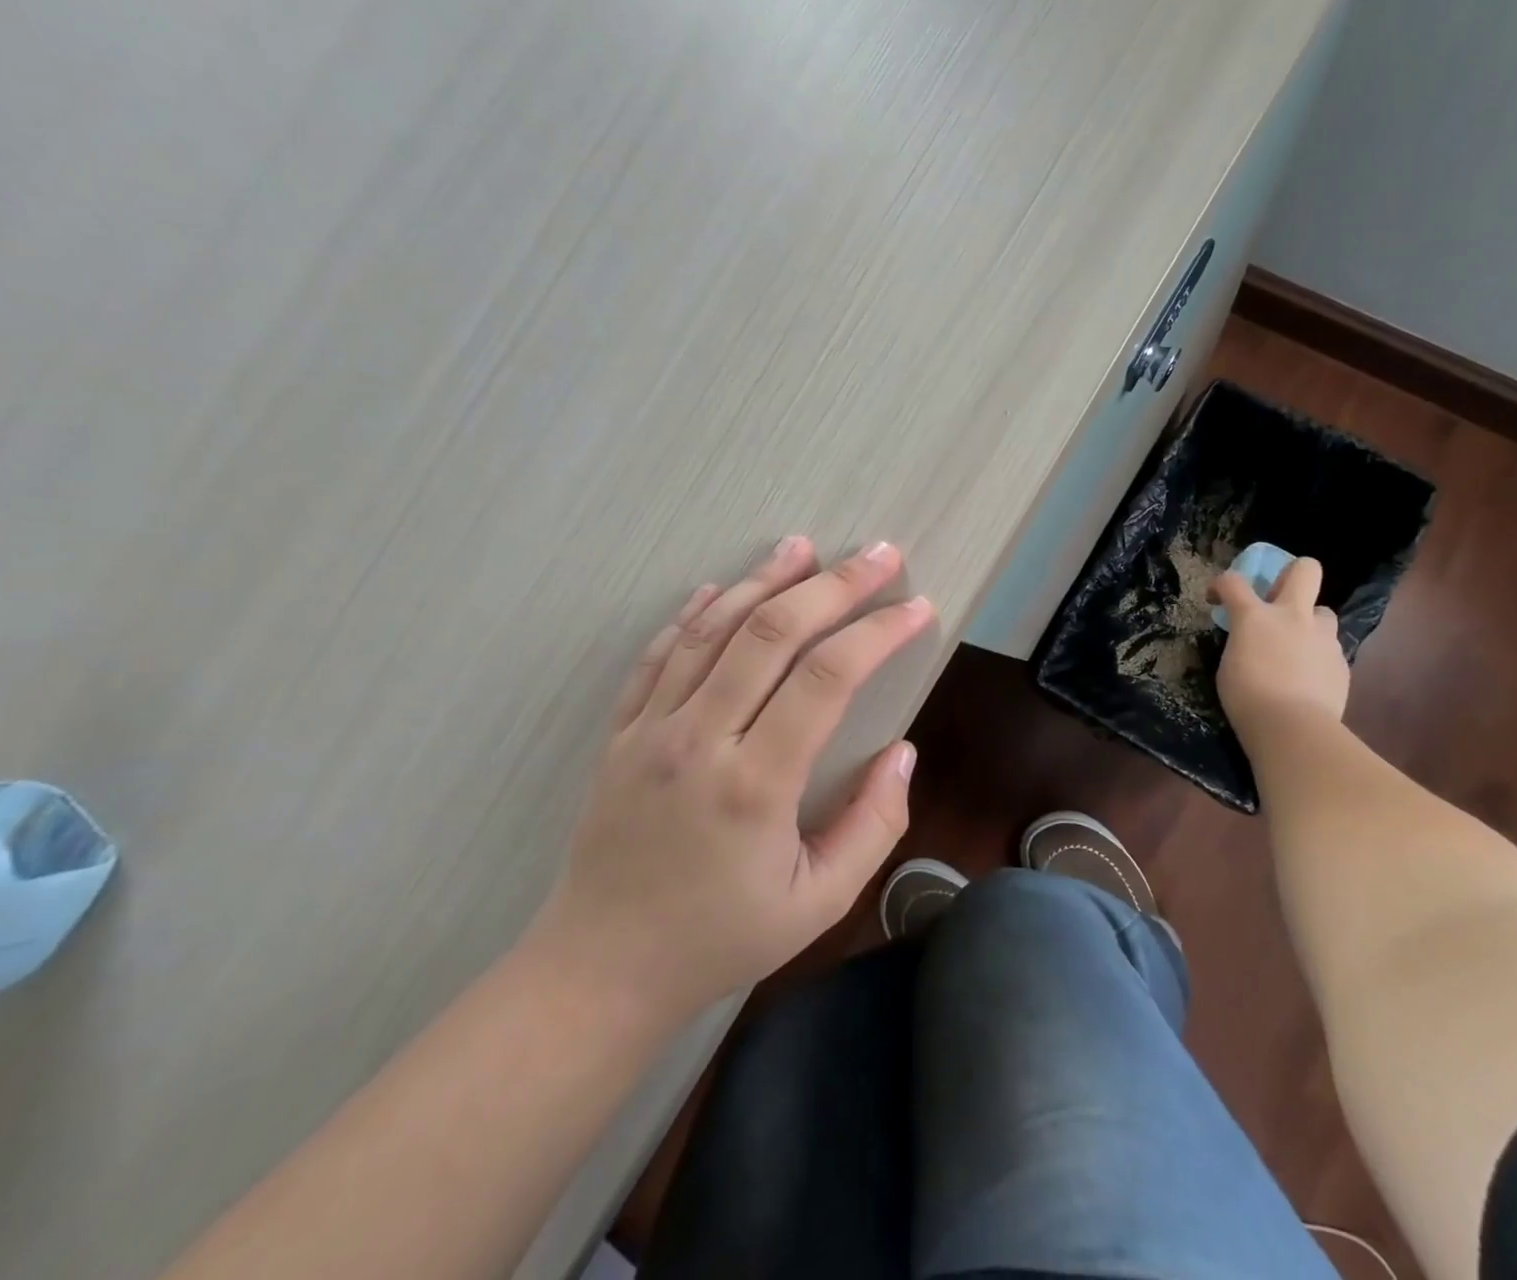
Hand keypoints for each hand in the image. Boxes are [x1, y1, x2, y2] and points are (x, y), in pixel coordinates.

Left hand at [530, 536, 934, 1020]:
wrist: (600, 969)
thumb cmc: (720, 939)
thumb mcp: (818, 902)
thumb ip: (873, 825)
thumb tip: (903, 751)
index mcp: (756, 785)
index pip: (828, 678)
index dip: (878, 632)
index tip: (916, 607)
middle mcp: (700, 740)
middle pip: (772, 634)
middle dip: (833, 585)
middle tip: (878, 554)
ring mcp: (652, 730)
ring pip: (713, 630)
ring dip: (763, 581)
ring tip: (803, 546)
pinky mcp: (621, 733)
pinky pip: (659, 655)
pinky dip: (694, 615)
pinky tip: (719, 587)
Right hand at [1211, 556, 1349, 737]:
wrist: (1293, 728)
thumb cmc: (1246, 697)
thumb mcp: (1229, 665)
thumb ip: (1242, 642)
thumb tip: (1252, 641)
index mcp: (1256, 616)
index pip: (1233, 581)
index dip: (1221, 585)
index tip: (1217, 598)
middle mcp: (1293, 616)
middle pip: (1305, 569)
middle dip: (1291, 575)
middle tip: (1278, 600)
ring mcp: (1322, 637)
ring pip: (1323, 612)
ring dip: (1309, 624)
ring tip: (1297, 648)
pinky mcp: (1341, 662)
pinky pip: (1329, 649)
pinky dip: (1317, 658)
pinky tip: (1308, 680)